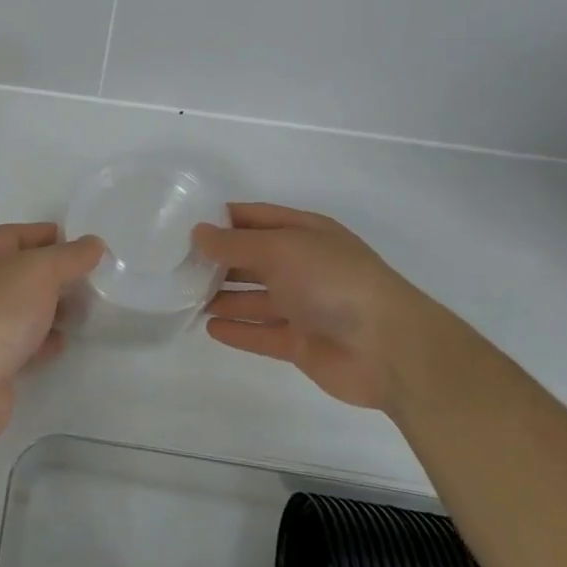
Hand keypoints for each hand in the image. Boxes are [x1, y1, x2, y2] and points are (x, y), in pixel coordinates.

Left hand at [0, 223, 103, 445]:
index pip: (16, 235)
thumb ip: (70, 256)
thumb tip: (93, 243)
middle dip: (57, 275)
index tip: (85, 246)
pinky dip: (42, 341)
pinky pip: (21, 342)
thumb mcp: (39, 271)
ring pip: (23, 309)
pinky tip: (62, 343)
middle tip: (92, 282)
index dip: (49, 236)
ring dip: (53, 309)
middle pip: (21, 272)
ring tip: (85, 312)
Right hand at [191, 203, 462, 410]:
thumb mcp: (280, 249)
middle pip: (254, 259)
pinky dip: (238, 330)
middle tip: (177, 264)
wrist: (388, 348)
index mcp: (306, 233)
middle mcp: (304, 266)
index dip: (224, 220)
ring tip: (186, 296)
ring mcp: (304, 306)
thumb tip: (198, 233)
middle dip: (219, 260)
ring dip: (224, 296)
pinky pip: (262, 333)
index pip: (257, 219)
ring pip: (255, 297)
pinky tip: (209, 327)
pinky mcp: (301, 343)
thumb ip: (235, 244)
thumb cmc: (333, 281)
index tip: (186, 225)